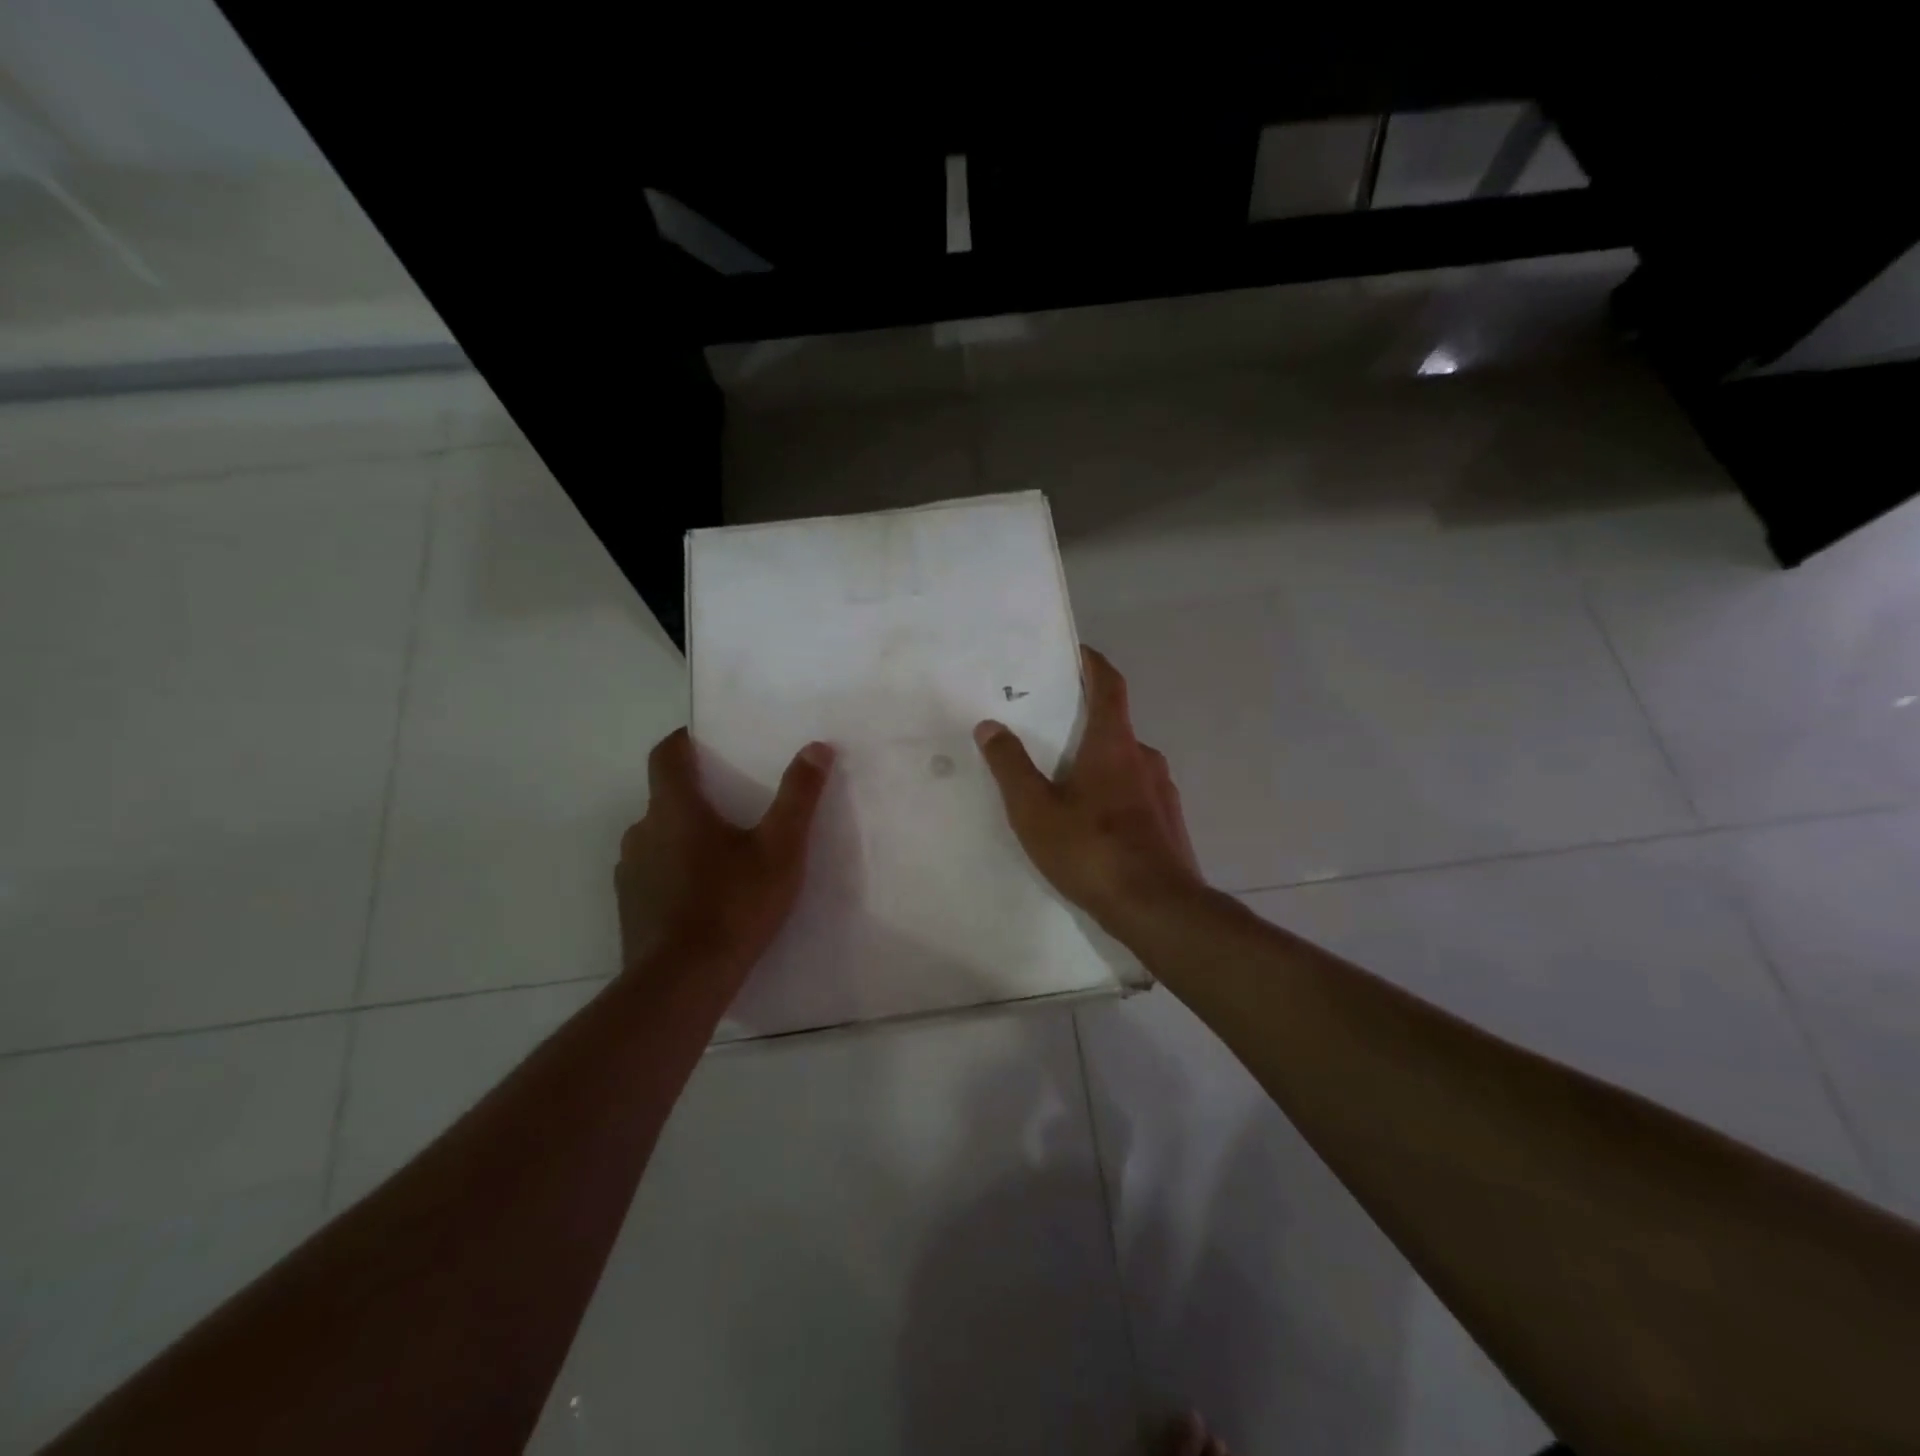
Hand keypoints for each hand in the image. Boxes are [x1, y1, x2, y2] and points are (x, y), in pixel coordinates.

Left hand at [616, 728, 834, 985]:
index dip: (683, 741)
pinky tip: (704, 896)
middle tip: (735, 805)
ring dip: (684, 836)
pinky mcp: (629, 907)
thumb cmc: (734, 905)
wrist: (682, 982)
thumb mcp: (780, 849)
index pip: (666, 754)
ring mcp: (630, 871)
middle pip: (665, 797)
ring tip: (723, 854)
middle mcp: (642, 831)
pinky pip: (653, 873)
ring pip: (658, 837)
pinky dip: (674, 871)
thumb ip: (798, 796)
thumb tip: (817, 747)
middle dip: (696, 794)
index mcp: (675, 808)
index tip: (706, 741)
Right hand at [974, 645, 1201, 932]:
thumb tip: (991, 725)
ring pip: (1125, 763)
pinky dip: (1112, 794)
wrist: (1158, 909)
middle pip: (1114, 725)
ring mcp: (1162, 791)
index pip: (1109, 685)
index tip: (1075, 652)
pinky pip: (1136, 794)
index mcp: (1114, 744)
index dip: (1092, 663)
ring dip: (1098, 763)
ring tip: (1063, 785)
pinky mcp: (1169, 823)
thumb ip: (1011, 766)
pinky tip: (1092, 825)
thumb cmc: (1091, 850)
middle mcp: (1144, 757)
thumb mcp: (1035, 810)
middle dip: (1084, 723)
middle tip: (1048, 732)